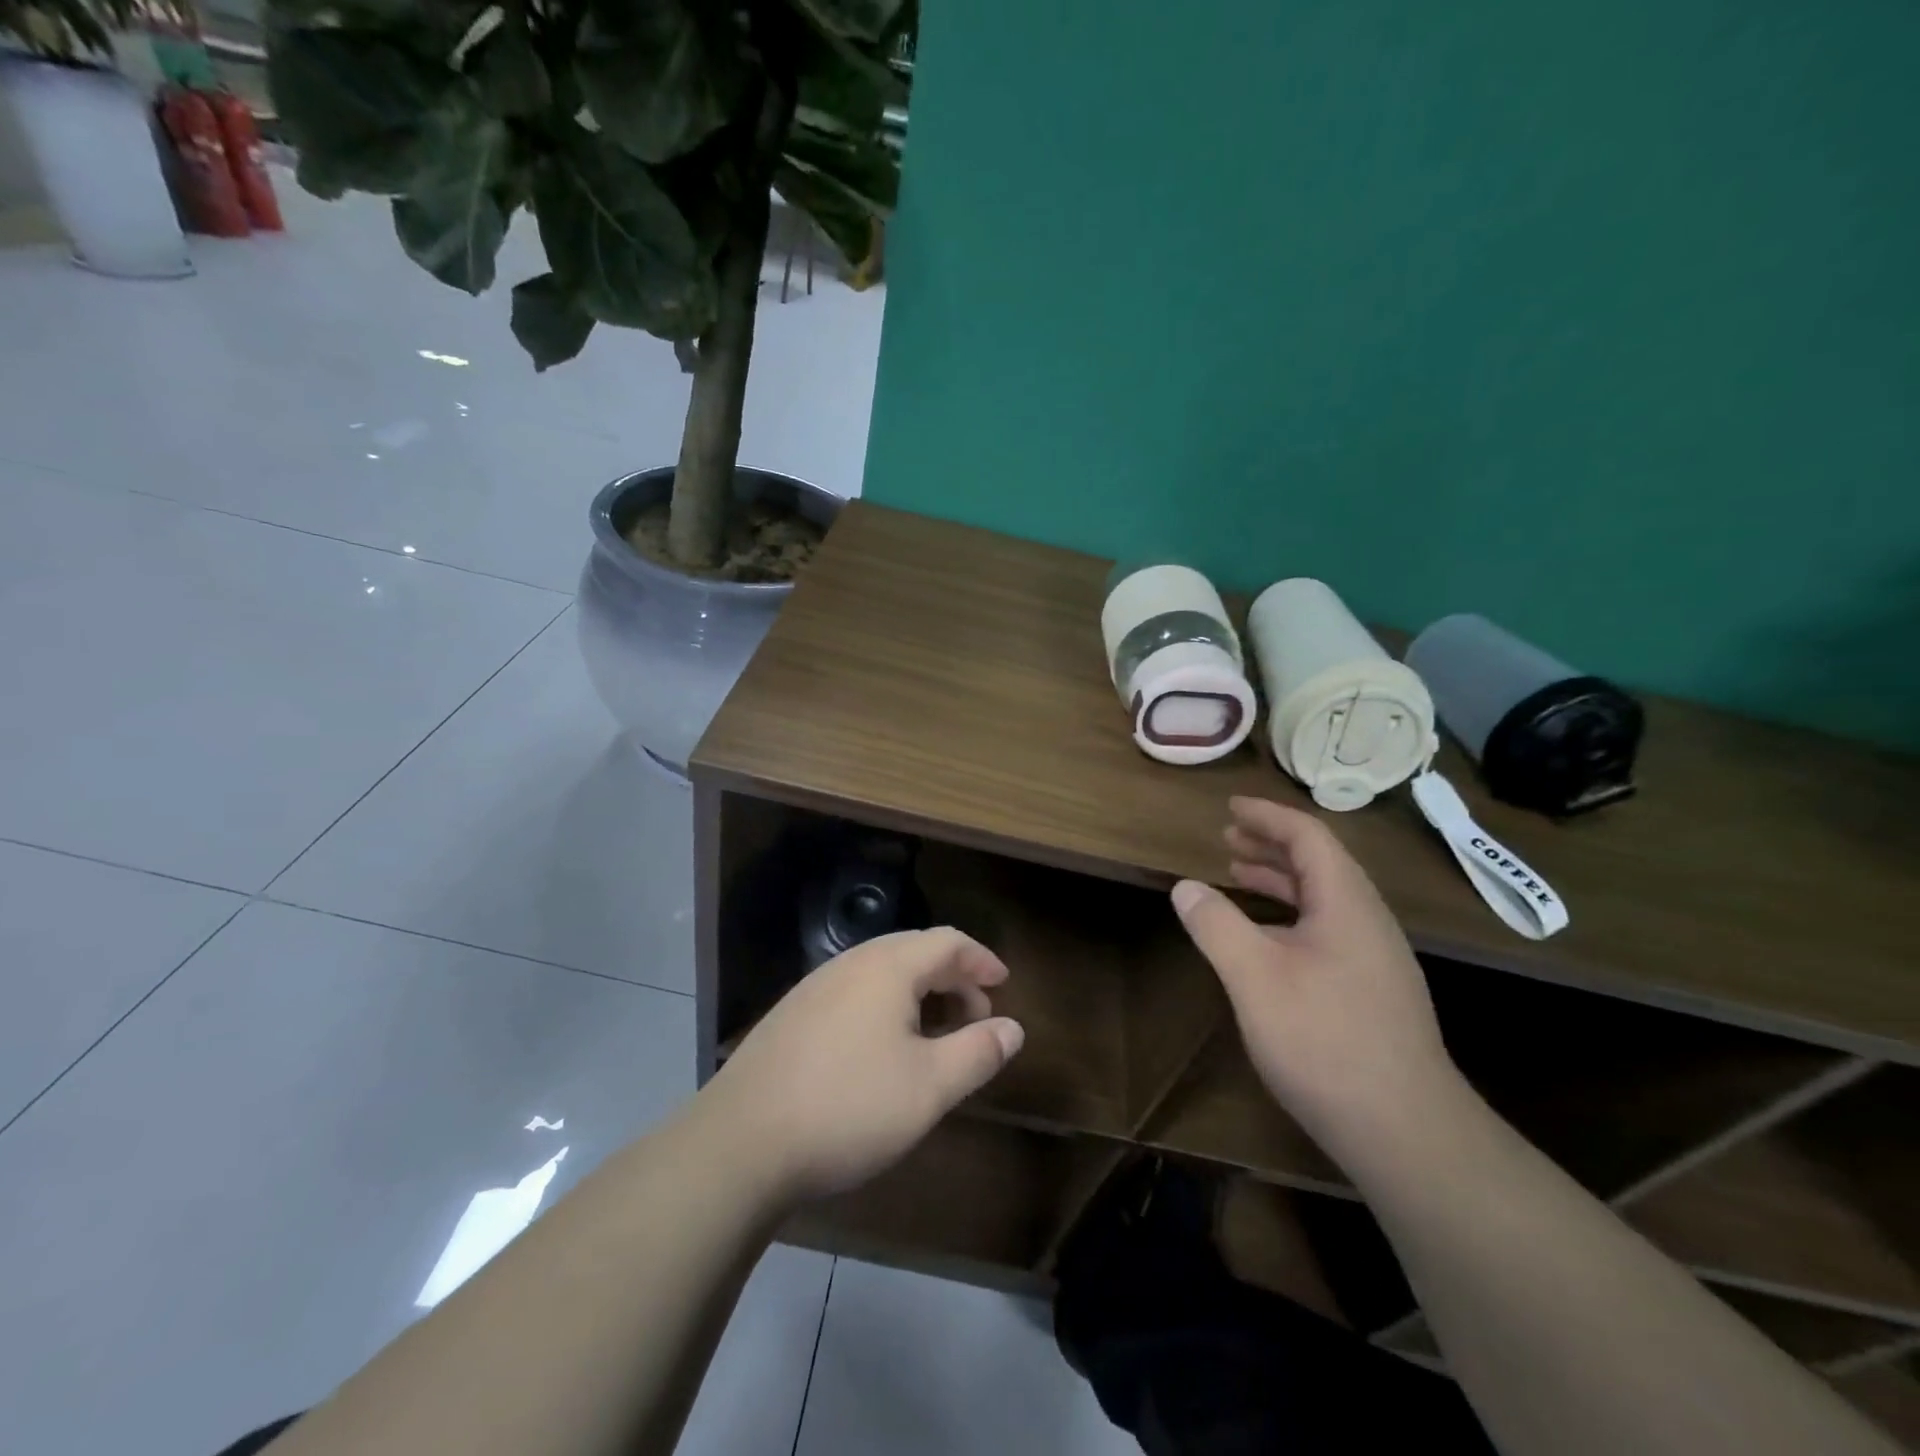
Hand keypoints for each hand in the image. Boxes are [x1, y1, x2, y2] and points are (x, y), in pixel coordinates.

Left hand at [699, 928, 1024, 1203]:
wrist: (740, 1142)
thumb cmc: (848, 1107)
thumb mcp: (928, 1087)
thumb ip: (978, 1052)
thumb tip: (1013, 1028)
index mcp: (887, 967)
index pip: (947, 942)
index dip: (981, 959)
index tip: (1004, 984)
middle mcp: (851, 963)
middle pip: (914, 950)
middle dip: (952, 976)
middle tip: (976, 1013)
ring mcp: (815, 987)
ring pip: (881, 971)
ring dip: (919, 991)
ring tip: (935, 1031)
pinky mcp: (792, 1014)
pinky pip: (854, 991)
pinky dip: (886, 1004)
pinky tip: (883, 1047)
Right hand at [1171, 796, 1463, 1166]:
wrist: (1405, 1131)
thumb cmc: (1324, 1041)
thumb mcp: (1255, 978)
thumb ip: (1217, 925)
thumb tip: (1186, 887)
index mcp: (1347, 904)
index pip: (1309, 838)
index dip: (1268, 817)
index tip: (1230, 807)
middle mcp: (1368, 922)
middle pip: (1320, 864)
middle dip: (1271, 845)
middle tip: (1227, 839)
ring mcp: (1376, 959)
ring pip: (1325, 899)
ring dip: (1280, 880)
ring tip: (1237, 876)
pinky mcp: (1373, 992)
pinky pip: (1327, 929)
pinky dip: (1290, 915)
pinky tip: (1266, 940)